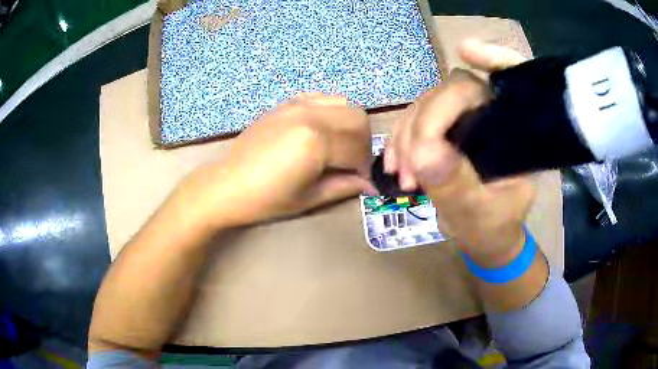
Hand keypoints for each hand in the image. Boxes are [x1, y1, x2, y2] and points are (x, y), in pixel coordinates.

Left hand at [183, 93, 375, 228]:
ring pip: (344, 103)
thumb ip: (344, 187)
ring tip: (339, 146)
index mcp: (316, 141)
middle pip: (358, 119)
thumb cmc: (265, 199)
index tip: (360, 180)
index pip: (358, 148)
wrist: (226, 184)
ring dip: (350, 125)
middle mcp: (311, 115)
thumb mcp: (308, 198)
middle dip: (363, 143)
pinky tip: (323, 130)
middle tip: (352, 163)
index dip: (365, 167)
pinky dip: (332, 111)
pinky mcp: (286, 103)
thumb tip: (370, 184)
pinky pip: (322, 97)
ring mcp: (297, 105)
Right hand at [384, 40, 533, 266]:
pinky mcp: (447, 129)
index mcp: (516, 133)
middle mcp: (493, 117)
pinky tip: (396, 166)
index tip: (466, 50)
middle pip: (456, 90)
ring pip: (430, 103)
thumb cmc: (492, 230)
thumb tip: (424, 151)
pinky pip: (417, 120)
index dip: (495, 58)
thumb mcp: (477, 216)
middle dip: (427, 121)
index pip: (511, 82)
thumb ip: (457, 187)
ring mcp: (467, 121)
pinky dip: (401, 140)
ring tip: (402, 174)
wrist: (484, 238)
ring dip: (408, 134)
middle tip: (410, 166)